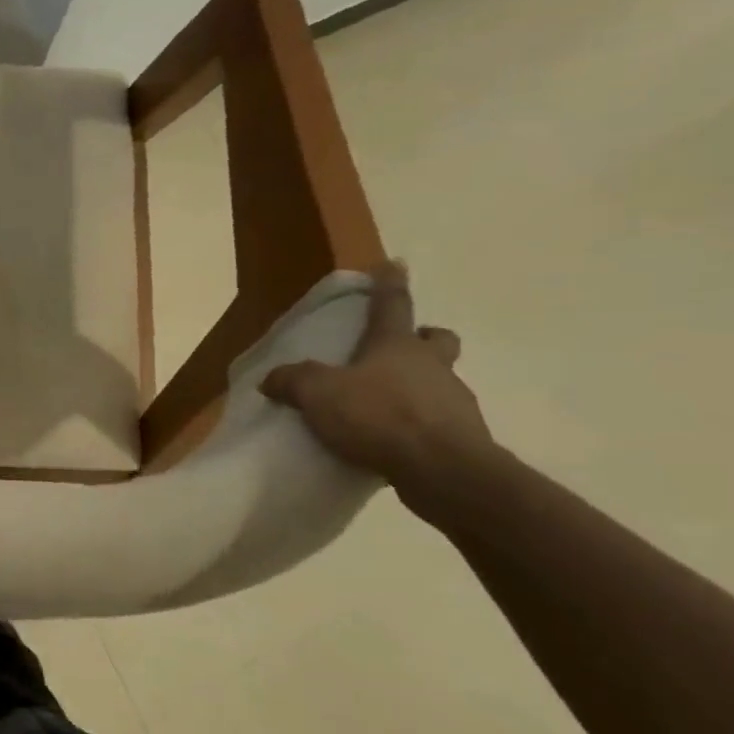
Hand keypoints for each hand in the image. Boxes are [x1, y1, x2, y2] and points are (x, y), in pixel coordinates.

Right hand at [260, 261, 491, 494]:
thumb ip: (293, 381)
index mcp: (396, 346)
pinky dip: (418, 422)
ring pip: (439, 380)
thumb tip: (271, 378)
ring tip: (384, 405)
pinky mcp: (462, 435)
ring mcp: (453, 400)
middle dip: (422, 338)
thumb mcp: (318, 394)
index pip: (392, 305)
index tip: (394, 264)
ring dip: (418, 384)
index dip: (389, 284)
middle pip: (434, 339)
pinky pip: (437, 419)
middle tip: (401, 348)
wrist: (443, 470)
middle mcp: (431, 365)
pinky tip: (394, 439)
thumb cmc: (379, 416)